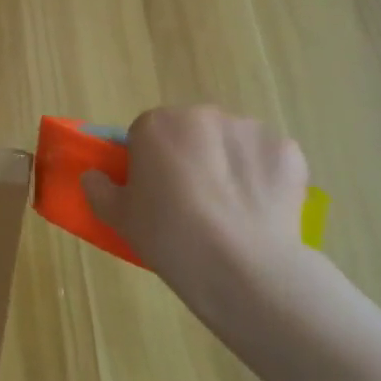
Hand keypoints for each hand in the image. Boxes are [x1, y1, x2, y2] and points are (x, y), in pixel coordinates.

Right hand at [82, 107, 309, 325]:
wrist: (241, 266)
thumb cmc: (169, 236)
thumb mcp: (119, 218)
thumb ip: (99, 191)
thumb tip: (93, 177)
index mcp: (157, 125)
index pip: (146, 134)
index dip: (148, 162)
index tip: (154, 193)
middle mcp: (202, 115)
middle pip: (191, 132)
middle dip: (191, 157)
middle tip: (190, 203)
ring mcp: (249, 130)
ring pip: (231, 143)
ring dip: (228, 165)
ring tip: (229, 212)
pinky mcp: (287, 151)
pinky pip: (266, 160)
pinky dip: (263, 179)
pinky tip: (259, 212)